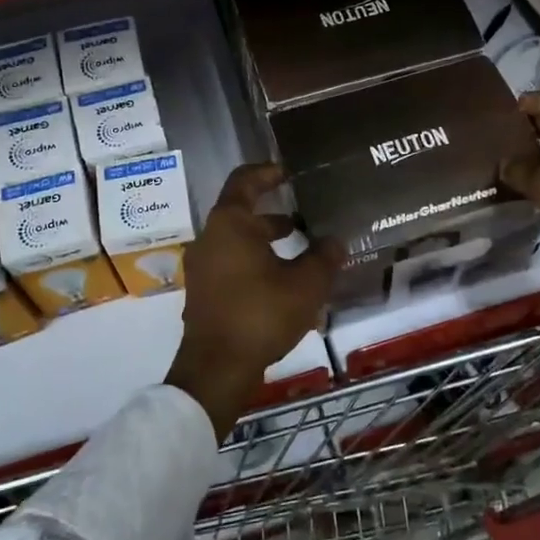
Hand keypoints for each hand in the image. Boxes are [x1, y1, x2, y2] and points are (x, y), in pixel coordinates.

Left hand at [166, 163, 339, 438]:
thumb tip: (337, 240)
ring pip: (238, 240)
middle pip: (241, 212)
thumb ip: (324, 257)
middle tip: (305, 215)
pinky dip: (255, 260)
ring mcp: (203, 266)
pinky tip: (282, 279)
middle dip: (275, 213)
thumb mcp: (305, 284)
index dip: (268, 172)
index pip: (245, 181)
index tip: (289, 172)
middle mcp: (210, 238)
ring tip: (301, 247)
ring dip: (266, 239)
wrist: (217, 367)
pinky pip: (231, 262)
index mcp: (229, 224)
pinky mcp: (204, 291)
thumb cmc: (261, 314)